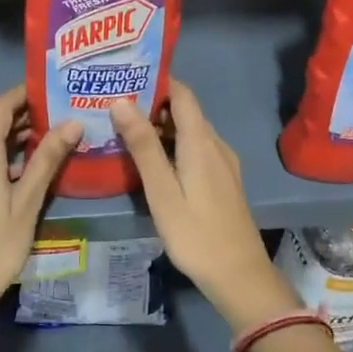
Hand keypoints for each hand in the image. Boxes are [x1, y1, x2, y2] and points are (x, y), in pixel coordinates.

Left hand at [0, 86, 80, 336]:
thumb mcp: (27, 204)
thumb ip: (47, 161)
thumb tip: (72, 122)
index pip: (0, 107)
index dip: (23, 94)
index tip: (51, 88)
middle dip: (21, 114)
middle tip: (58, 112)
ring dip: (11, 135)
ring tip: (48, 136)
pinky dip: (0, 154)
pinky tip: (24, 168)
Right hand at [111, 81, 299, 331]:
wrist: (239, 275)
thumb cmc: (196, 234)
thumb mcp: (162, 191)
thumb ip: (143, 146)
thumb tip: (121, 101)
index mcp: (201, 142)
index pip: (181, 94)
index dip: (156, 80)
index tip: (125, 76)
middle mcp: (216, 145)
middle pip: (185, 111)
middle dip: (152, 103)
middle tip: (114, 104)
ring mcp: (223, 164)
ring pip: (190, 132)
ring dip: (161, 126)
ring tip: (125, 129)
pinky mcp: (222, 181)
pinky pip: (196, 149)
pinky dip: (173, 145)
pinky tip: (152, 160)